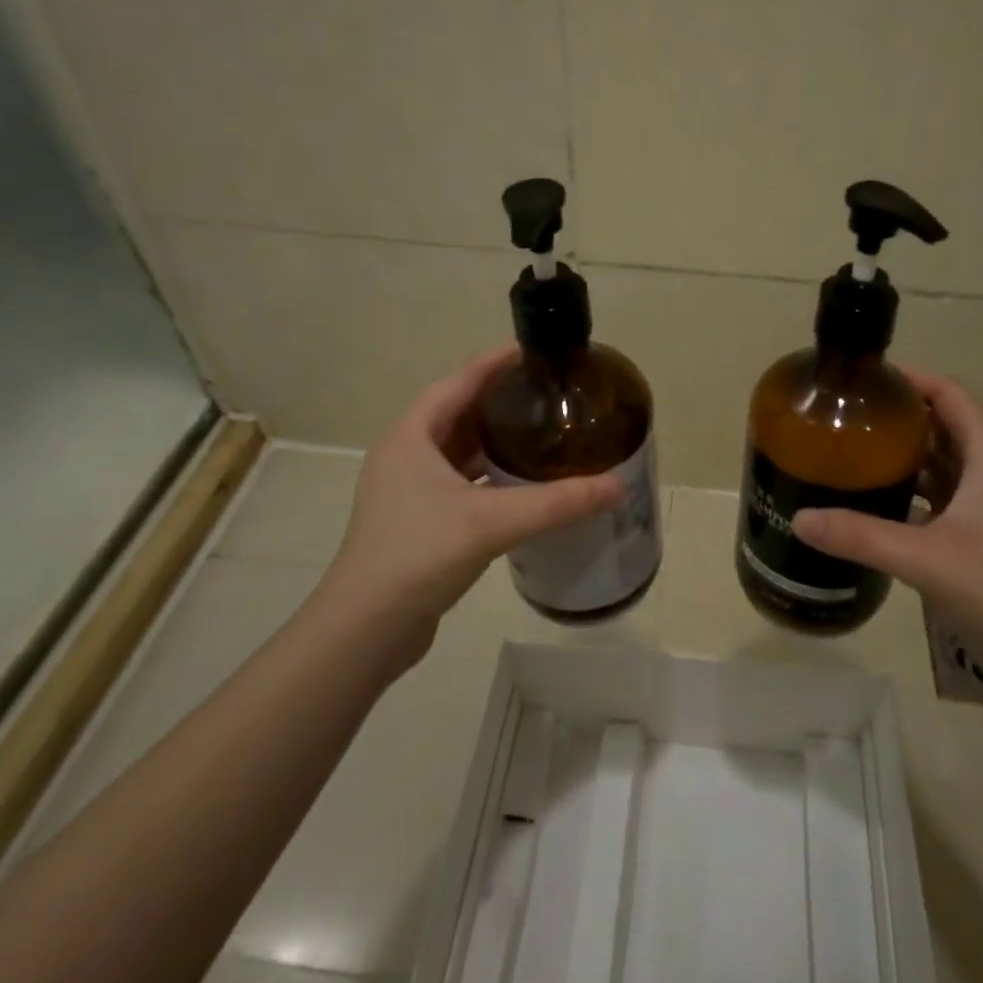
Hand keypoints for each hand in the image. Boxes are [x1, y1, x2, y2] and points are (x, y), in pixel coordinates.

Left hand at [317, 346, 623, 661]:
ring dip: (495, 440)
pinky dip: (489, 476)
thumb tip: (617, 486)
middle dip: (501, 400)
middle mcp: (406, 455)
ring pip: (459, 451)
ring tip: (542, 432)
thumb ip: (556, 503)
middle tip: (548, 393)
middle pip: (459, 412)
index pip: (459, 381)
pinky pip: (460, 483)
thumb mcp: (491, 521)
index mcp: (411, 436)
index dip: (496, 362)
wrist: (365, 631)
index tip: (536, 352)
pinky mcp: (417, 522)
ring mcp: (408, 491)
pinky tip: (522, 485)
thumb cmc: (418, 555)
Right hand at [791, 367, 982, 679]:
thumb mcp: (925, 559)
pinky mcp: (981, 532)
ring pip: (940, 459)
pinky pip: (938, 493)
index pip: (948, 394)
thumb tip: (800, 518)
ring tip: (850, 449)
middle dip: (897, 415)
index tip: (862, 379)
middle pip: (941, 422)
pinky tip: (873, 499)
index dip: (909, 379)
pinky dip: (909, 487)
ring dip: (901, 452)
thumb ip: (860, 536)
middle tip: (844, 414)